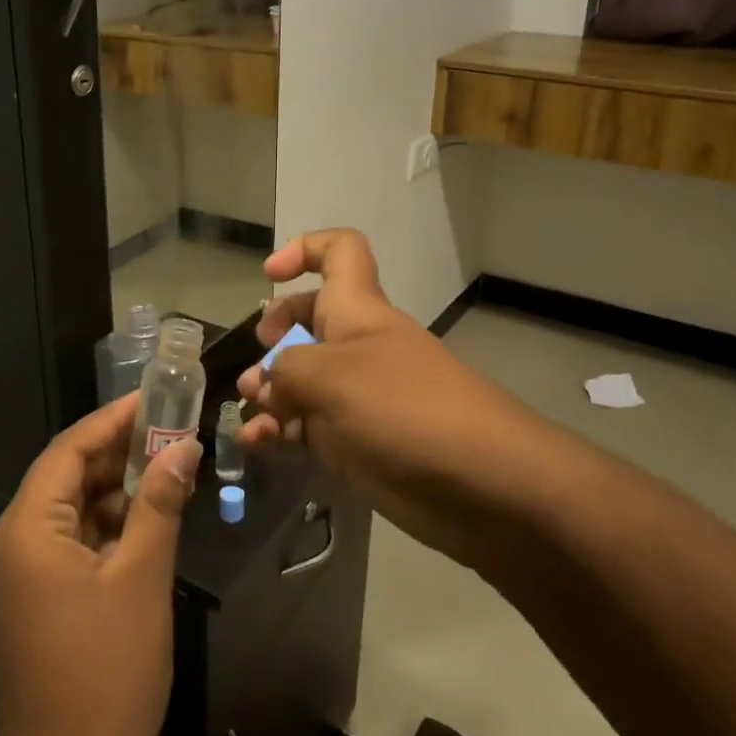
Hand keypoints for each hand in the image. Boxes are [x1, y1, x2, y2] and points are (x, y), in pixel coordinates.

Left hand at [0, 394, 199, 735]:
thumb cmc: (109, 672)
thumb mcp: (143, 577)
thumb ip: (160, 502)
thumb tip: (184, 447)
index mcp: (25, 532)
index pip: (67, 452)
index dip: (112, 421)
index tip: (154, 400)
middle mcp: (8, 547)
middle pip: (64, 478)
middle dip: (116, 455)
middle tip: (169, 433)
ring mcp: (14, 579)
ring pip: (66, 513)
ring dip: (113, 492)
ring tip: (165, 472)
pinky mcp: (27, 604)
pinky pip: (65, 545)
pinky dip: (102, 529)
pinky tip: (143, 522)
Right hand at [236, 230, 540, 561]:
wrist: (483, 485)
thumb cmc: (405, 410)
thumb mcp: (333, 376)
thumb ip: (287, 369)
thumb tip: (269, 382)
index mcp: (356, 311)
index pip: (339, 253)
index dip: (304, 249)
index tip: (269, 274)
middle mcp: (355, 347)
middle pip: (307, 322)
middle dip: (273, 340)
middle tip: (258, 372)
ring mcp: (356, 396)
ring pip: (301, 382)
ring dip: (268, 394)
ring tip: (252, 417)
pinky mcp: (356, 442)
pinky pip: (307, 427)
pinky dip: (280, 433)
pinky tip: (258, 446)